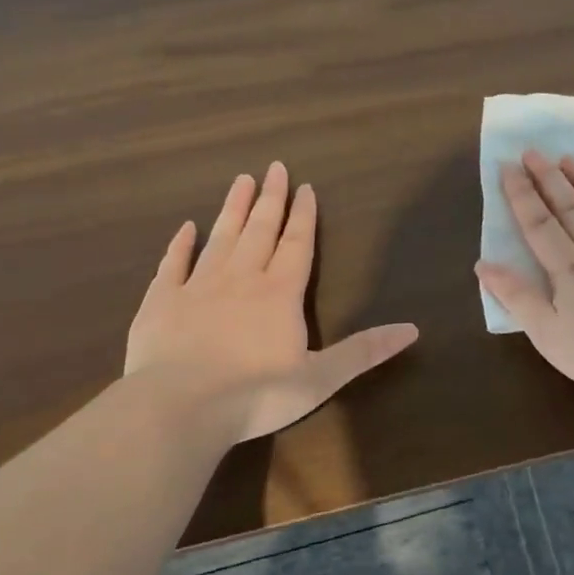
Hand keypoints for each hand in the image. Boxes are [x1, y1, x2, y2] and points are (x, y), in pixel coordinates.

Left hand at [124, 162, 417, 442]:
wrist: (179, 407)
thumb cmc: (257, 395)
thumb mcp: (321, 378)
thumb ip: (364, 351)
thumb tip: (412, 329)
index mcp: (280, 294)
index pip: (297, 245)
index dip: (303, 216)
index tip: (305, 187)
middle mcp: (240, 279)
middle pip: (259, 230)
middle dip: (270, 199)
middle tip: (274, 167)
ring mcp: (197, 287)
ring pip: (220, 238)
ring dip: (232, 209)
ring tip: (240, 180)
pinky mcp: (162, 302)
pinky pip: (173, 264)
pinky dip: (180, 244)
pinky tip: (185, 228)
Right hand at [476, 149, 573, 399]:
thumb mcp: (549, 336)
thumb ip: (518, 298)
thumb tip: (484, 264)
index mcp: (570, 272)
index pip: (539, 225)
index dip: (522, 195)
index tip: (509, 166)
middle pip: (572, 209)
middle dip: (550, 179)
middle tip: (535, 150)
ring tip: (572, 158)